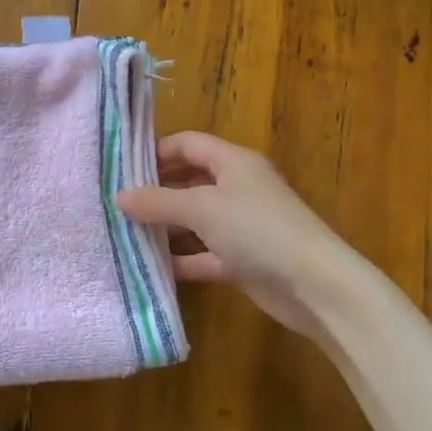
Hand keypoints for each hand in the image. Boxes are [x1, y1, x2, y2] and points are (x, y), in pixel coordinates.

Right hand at [116, 131, 359, 340]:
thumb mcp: (202, 209)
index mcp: (234, 163)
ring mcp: (242, 226)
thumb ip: (158, 202)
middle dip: (156, 191)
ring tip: (124, 234)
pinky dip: (182, 259)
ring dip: (165, 227)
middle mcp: (238, 188)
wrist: (315, 286)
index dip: (157, 151)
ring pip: (195, 220)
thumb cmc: (258, 230)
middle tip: (117, 204)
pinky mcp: (243, 260)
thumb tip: (119, 196)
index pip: (189, 144)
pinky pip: (204, 254)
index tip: (122, 168)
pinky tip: (152, 268)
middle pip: (189, 181)